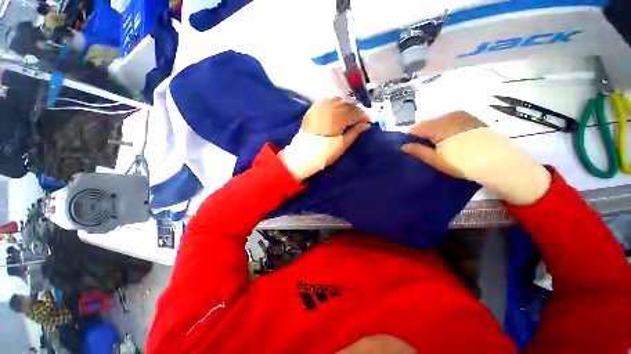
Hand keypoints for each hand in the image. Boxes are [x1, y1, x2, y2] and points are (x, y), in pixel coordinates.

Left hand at [281, 99, 370, 180]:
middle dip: (355, 110)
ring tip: (349, 113)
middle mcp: (327, 110)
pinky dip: (333, 103)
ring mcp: (318, 109)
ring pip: (336, 101)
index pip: (353, 112)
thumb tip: (366, 125)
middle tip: (359, 117)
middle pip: (346, 105)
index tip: (367, 120)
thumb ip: (355, 132)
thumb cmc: (325, 153)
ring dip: (345, 105)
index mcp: (336, 119)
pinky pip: (325, 101)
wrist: (304, 155)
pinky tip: (336, 109)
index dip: (362, 115)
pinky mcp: (312, 110)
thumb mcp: (342, 145)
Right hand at [402, 111, 485, 176]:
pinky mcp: (471, 117)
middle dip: (423, 135)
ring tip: (442, 146)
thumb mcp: (436, 160)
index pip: (415, 128)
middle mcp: (448, 115)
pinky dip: (447, 129)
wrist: (499, 162)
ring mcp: (461, 115)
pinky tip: (454, 140)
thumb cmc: (462, 163)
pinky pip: (451, 121)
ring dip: (435, 132)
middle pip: (427, 124)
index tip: (412, 148)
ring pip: (439, 122)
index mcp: (437, 126)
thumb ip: (417, 151)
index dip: (410, 138)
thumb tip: (403, 146)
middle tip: (427, 149)